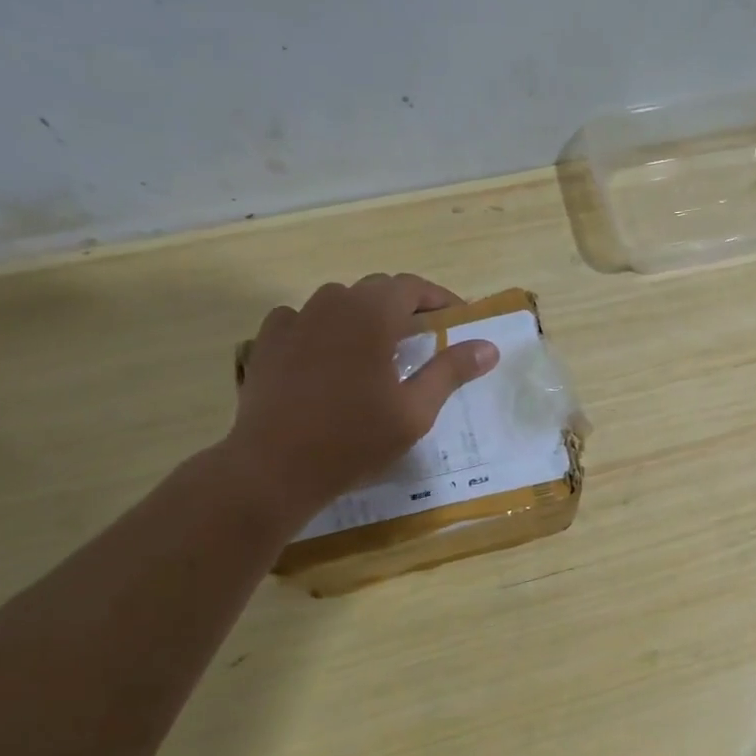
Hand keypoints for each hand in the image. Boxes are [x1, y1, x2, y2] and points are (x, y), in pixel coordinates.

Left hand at [226, 274, 498, 523]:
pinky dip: (325, 330)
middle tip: (425, 340)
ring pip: (339, 303)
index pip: (412, 287)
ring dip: (365, 317)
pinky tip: (330, 360)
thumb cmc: (354, 439)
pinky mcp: (268, 342)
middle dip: (405, 308)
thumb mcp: (415, 411)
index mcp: (371, 315)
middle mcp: (331, 304)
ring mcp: (293, 321)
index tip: (458, 320)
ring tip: (378, 351)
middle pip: (377, 290)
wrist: (273, 469)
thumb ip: (451, 371)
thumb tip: (488, 347)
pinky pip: (304, 320)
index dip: (439, 300)